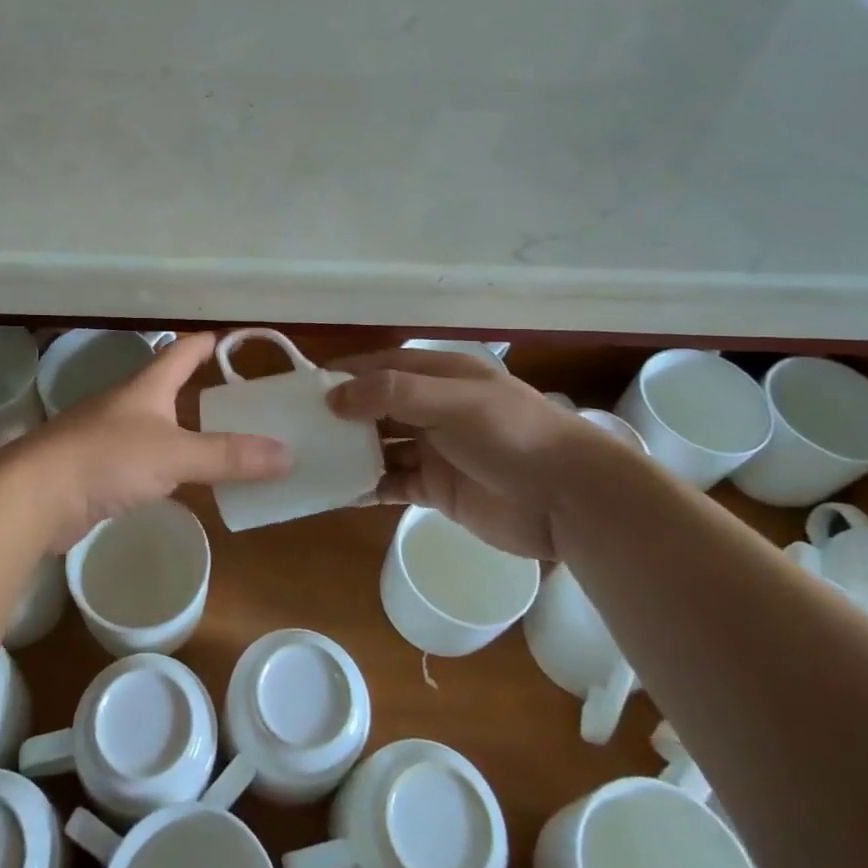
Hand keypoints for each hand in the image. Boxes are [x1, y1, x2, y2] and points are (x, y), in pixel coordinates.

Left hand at [6, 333, 291, 551]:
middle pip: (174, 387)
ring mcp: (112, 437)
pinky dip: (173, 465)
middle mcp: (130, 404)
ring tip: (231, 443)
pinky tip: (189, 481)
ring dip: (192, 431)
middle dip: (208, 391)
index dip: (212, 342)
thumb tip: (288, 454)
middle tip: (251, 403)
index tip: (241, 341)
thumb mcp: (174, 453)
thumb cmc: (106, 458)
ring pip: (162, 426)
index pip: (184, 350)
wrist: (35, 495)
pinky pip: (148, 460)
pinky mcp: (102, 471)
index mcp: (147, 386)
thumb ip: (228, 455)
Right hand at [327, 348, 596, 558]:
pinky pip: (392, 483)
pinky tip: (338, 492)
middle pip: (376, 407)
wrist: (571, 500)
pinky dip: (367, 486)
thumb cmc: (512, 435)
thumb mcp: (453, 402)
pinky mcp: (438, 489)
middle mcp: (433, 409)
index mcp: (440, 377)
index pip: (381, 367)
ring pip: (380, 446)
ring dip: (350, 452)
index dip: (344, 375)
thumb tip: (333, 397)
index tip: (302, 388)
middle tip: (296, 428)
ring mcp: (435, 450)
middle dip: (340, 416)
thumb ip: (393, 394)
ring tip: (308, 460)